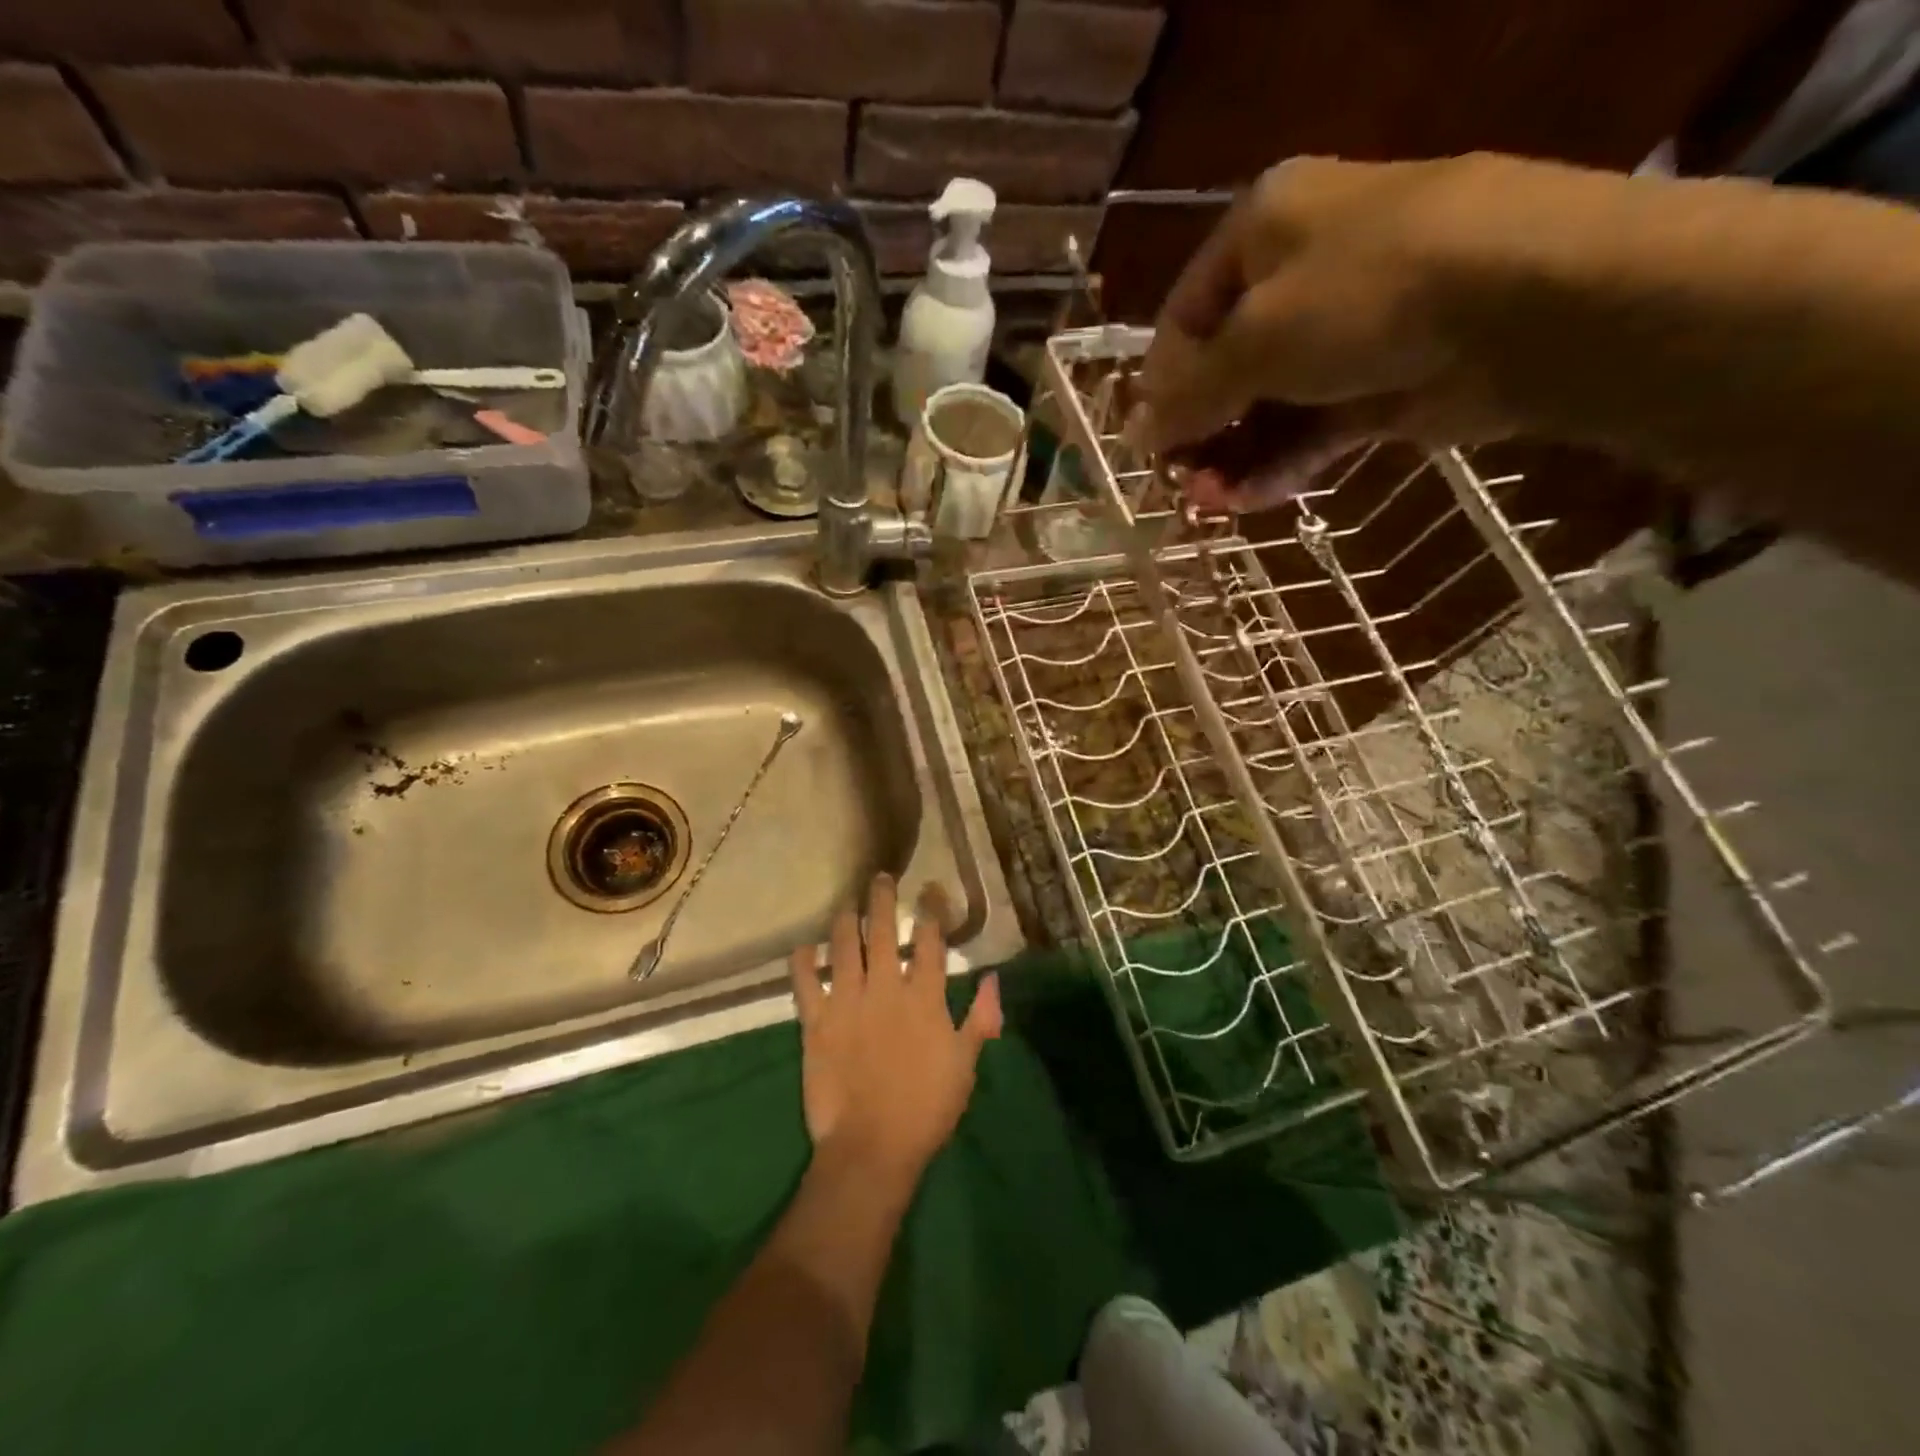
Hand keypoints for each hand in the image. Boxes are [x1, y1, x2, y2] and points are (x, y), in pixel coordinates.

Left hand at [788, 874, 1001, 1182]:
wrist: (871, 1147)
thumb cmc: (926, 1108)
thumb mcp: (966, 1065)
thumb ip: (980, 1018)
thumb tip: (991, 978)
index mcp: (924, 998)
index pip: (931, 942)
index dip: (932, 910)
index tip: (929, 888)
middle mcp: (885, 988)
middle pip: (883, 932)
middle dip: (881, 900)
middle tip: (878, 878)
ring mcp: (847, 1002)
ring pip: (843, 947)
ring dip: (844, 921)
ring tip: (846, 906)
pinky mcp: (816, 1023)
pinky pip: (805, 983)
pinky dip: (802, 962)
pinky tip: (804, 947)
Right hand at [1140, 153, 1518, 510]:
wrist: (1526, 304)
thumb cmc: (1364, 295)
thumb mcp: (1253, 340)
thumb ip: (1189, 394)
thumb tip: (1138, 435)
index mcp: (1265, 227)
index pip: (1185, 314)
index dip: (1160, 383)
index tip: (1147, 443)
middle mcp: (1304, 272)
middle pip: (1227, 365)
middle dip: (1200, 431)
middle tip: (1177, 483)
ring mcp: (1348, 330)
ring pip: (1269, 405)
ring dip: (1233, 458)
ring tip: (1209, 506)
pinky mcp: (1383, 383)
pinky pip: (1313, 428)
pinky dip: (1280, 466)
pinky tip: (1248, 501)